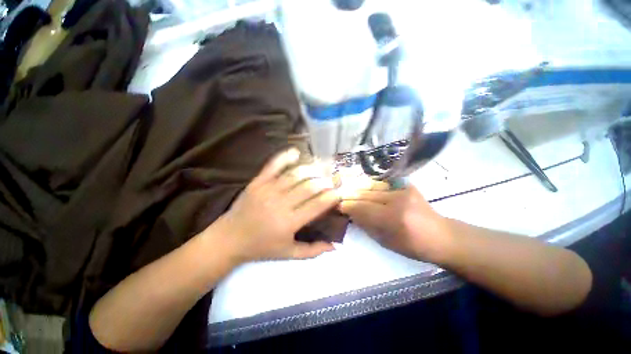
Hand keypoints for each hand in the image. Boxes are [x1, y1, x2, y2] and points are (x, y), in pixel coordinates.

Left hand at [214, 148, 339, 262]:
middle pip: (309, 186)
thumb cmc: (261, 248)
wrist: (229, 239)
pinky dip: (285, 157)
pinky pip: (273, 165)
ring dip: (312, 169)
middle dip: (325, 181)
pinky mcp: (257, 182)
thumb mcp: (288, 254)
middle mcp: (280, 204)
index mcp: (289, 223)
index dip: (331, 197)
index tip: (339, 192)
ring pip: (295, 174)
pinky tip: (297, 152)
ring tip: (321, 168)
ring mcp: (267, 190)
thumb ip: (312, 251)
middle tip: (332, 180)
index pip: (317, 205)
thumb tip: (335, 246)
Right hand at [340, 185, 451, 262]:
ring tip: (349, 192)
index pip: (362, 207)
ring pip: (373, 187)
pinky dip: (371, 188)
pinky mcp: (407, 186)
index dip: (348, 205)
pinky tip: (364, 190)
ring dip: (359, 190)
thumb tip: (351, 213)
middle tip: (340, 197)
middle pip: (366, 195)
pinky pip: (382, 186)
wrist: (441, 236)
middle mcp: (397, 200)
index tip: (338, 205)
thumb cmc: (412, 246)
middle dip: (351, 196)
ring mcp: (403, 190)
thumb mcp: (385, 241)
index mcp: (393, 218)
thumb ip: (366, 224)